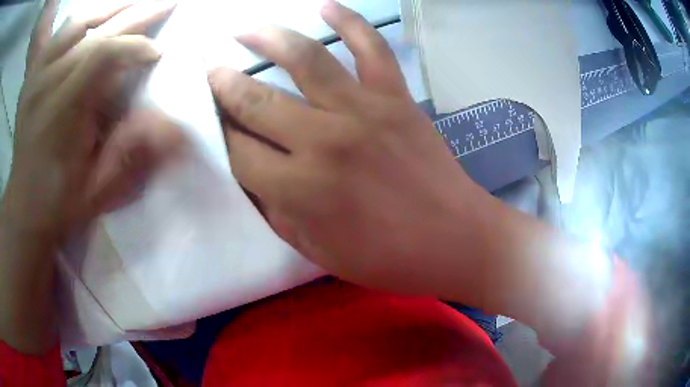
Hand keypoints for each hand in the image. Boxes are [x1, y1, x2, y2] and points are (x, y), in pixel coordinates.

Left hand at [3, 0, 181, 240]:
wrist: (24, 207)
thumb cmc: (59, 202)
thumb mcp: (97, 191)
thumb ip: (131, 156)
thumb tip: (174, 129)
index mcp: (59, 114)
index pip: (101, 56)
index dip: (135, 47)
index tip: (158, 52)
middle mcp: (45, 85)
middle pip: (93, 32)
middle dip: (134, 15)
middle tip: (167, 4)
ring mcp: (35, 77)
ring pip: (76, 23)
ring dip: (109, 10)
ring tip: (134, 5)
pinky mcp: (32, 76)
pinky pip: (59, 34)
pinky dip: (82, 20)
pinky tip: (97, 20)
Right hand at [209, 1, 487, 291]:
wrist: (455, 239)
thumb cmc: (388, 258)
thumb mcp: (318, 252)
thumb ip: (277, 212)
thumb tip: (250, 176)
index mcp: (300, 189)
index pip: (239, 152)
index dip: (220, 137)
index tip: (211, 123)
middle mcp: (324, 140)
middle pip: (256, 101)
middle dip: (224, 85)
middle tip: (210, 71)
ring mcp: (363, 110)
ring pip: (304, 59)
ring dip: (267, 38)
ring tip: (244, 29)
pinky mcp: (396, 97)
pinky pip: (371, 47)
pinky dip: (349, 22)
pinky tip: (325, 6)